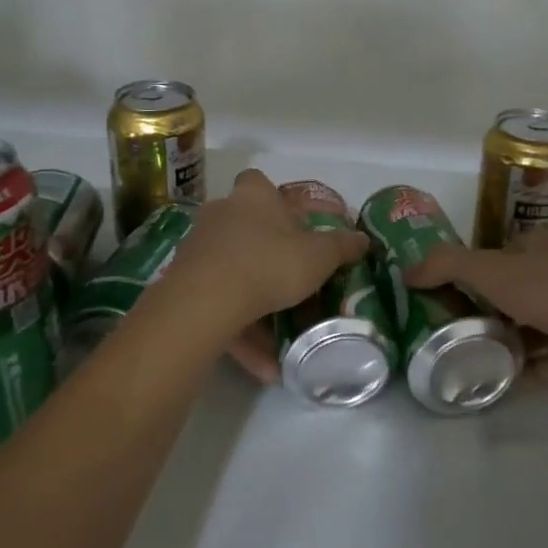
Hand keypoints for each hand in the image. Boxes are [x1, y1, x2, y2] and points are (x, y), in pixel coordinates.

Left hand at [165, 170, 368, 350]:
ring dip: (256, 304)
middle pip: (244, 227)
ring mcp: (198, 249)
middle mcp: (221, 215)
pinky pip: (219, 307)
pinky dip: (242, 333)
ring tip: (285, 338)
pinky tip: (267, 366)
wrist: (207, 301)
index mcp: (253, 197)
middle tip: (292, 276)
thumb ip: (342, 247)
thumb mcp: (319, 256)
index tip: (293, 222)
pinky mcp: (183, 285)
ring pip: (232, 273)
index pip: (259, 182)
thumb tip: (364, 239)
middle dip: (266, 251)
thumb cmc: (270, 262)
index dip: (275, 198)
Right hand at [404, 233, 547, 391]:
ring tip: (460, 357)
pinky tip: (491, 384)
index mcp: (540, 247)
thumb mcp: (494, 270)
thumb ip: (448, 265)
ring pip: (524, 326)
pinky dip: (519, 371)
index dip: (468, 267)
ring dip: (498, 340)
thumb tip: (407, 271)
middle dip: (479, 308)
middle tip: (442, 327)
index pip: (496, 252)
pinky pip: (540, 362)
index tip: (438, 290)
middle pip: (508, 290)